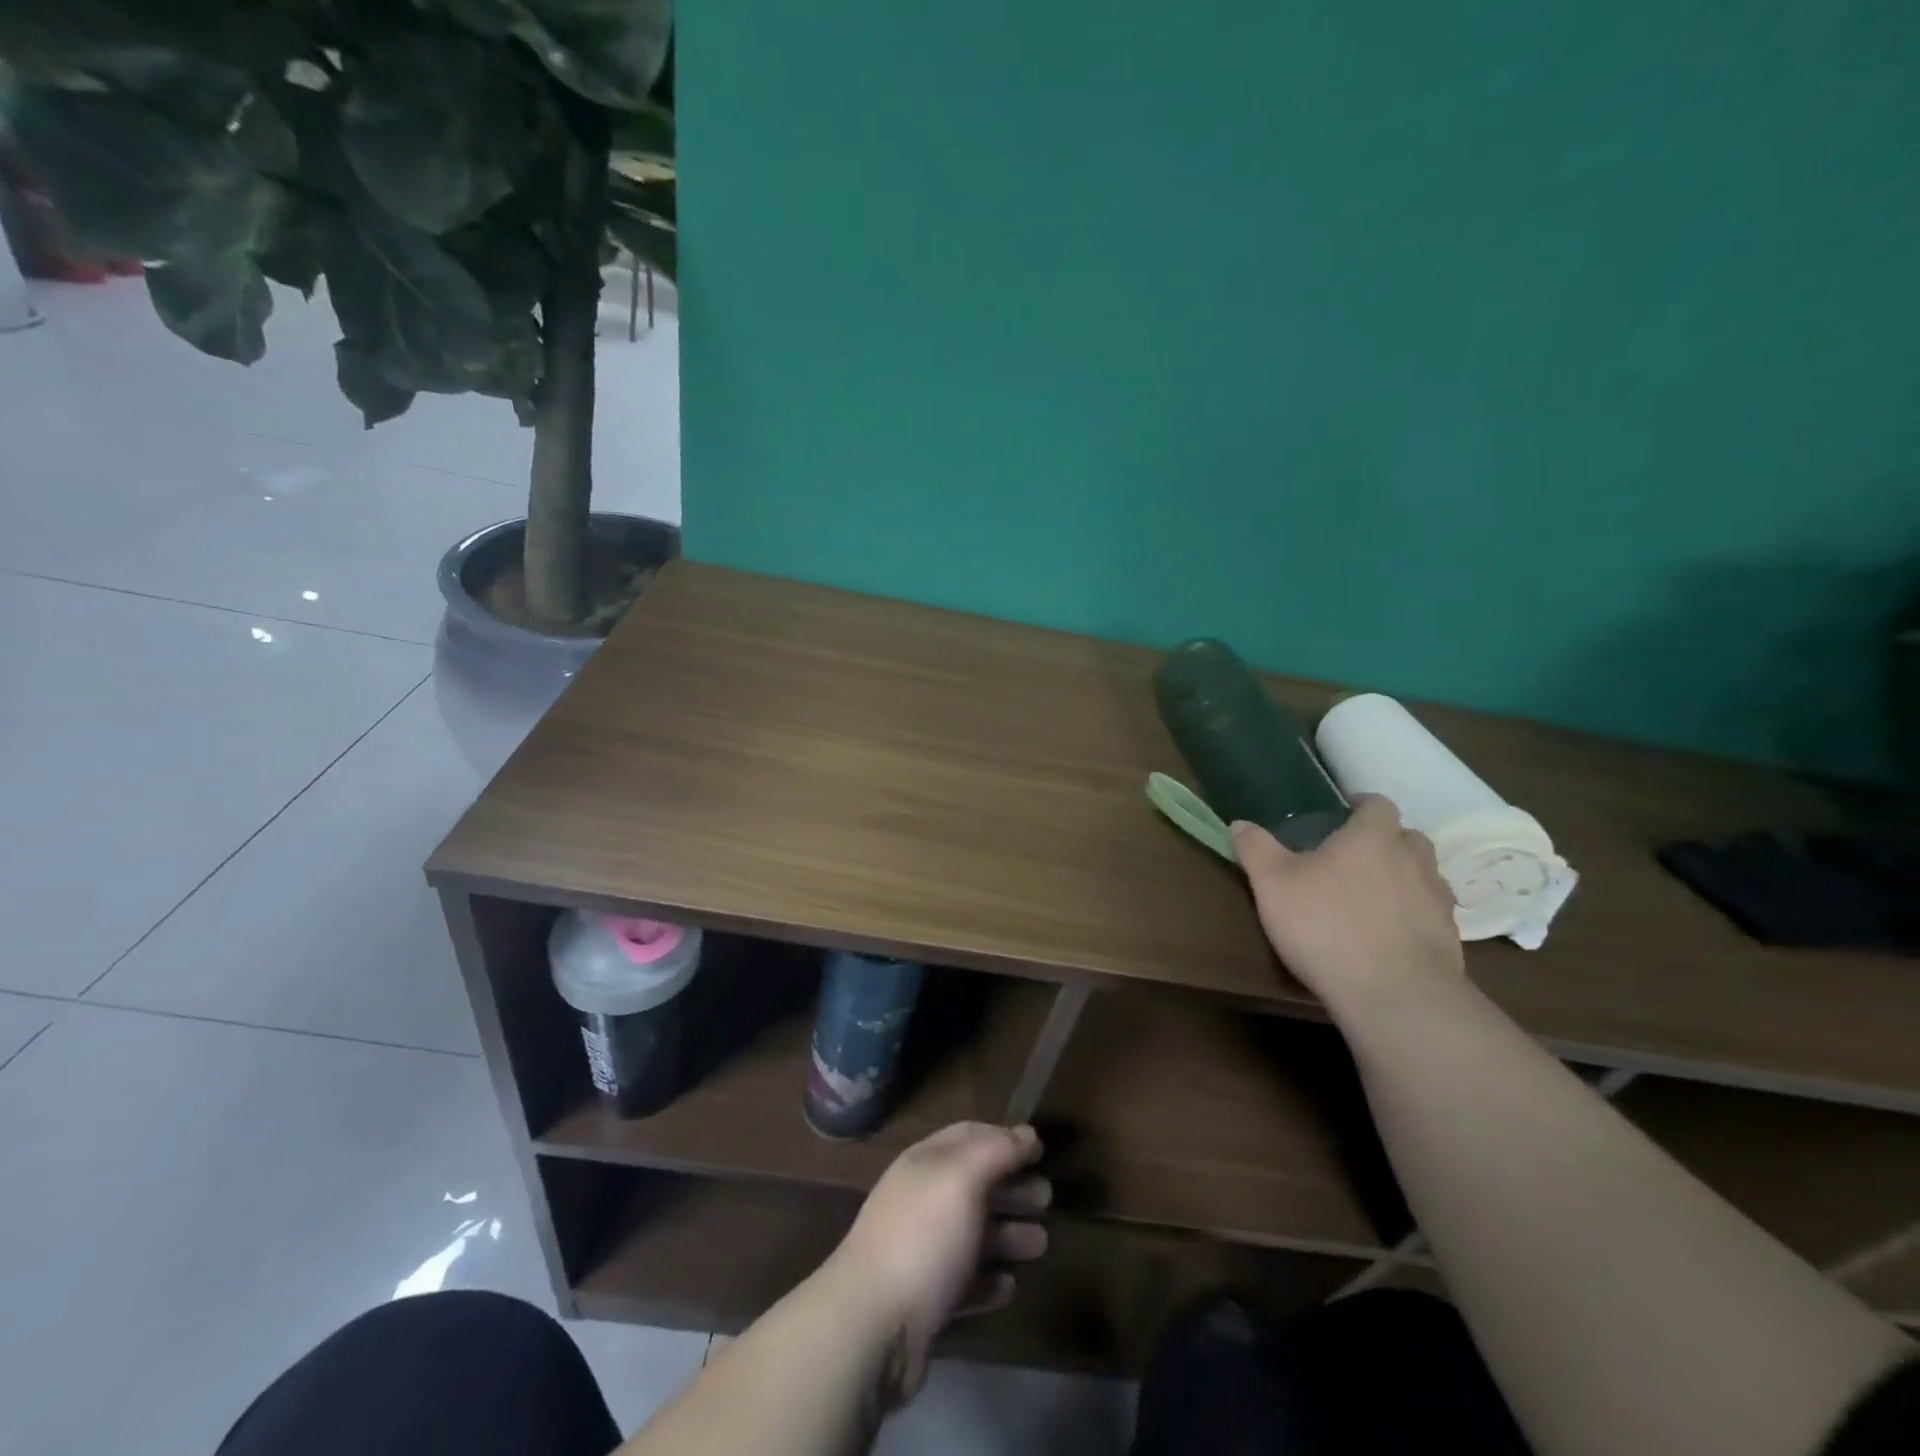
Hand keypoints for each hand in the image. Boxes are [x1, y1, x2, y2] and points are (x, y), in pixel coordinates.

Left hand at [824, 1122, 1049, 1400]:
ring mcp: (923, 1252)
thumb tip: (1028, 1133)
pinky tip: (1010, 1286)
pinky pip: (965, 1284)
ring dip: (1009, 1236)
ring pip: (974, 1235)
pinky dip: (989, 1281)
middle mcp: (923, 1201)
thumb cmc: (924, 1236)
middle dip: (1013, 1188)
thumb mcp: (963, 1178)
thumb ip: (997, 1151)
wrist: (873, 1325)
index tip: (1040, 1150)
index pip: (969, 1136)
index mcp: (926, 1163)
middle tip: (1048, 1199)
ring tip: (1042, 1244)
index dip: (1004, 1138)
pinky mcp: (926, 1302)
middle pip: (975, 1186)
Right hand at [1231, 794, 1461, 1013]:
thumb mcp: (1272, 884)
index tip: (1340, 815)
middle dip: (1384, 841)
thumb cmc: (1326, 926)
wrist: (1395, 995)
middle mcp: (1413, 859)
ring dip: (1402, 878)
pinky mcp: (1450, 938)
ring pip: (1424, 875)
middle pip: (1406, 837)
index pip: (1377, 804)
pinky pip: (1431, 913)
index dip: (1360, 806)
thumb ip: (1256, 849)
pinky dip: (1412, 915)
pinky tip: (1388, 935)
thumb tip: (1239, 823)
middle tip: (1351, 858)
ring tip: (1370, 897)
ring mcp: (1437, 899)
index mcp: (1372, 836)